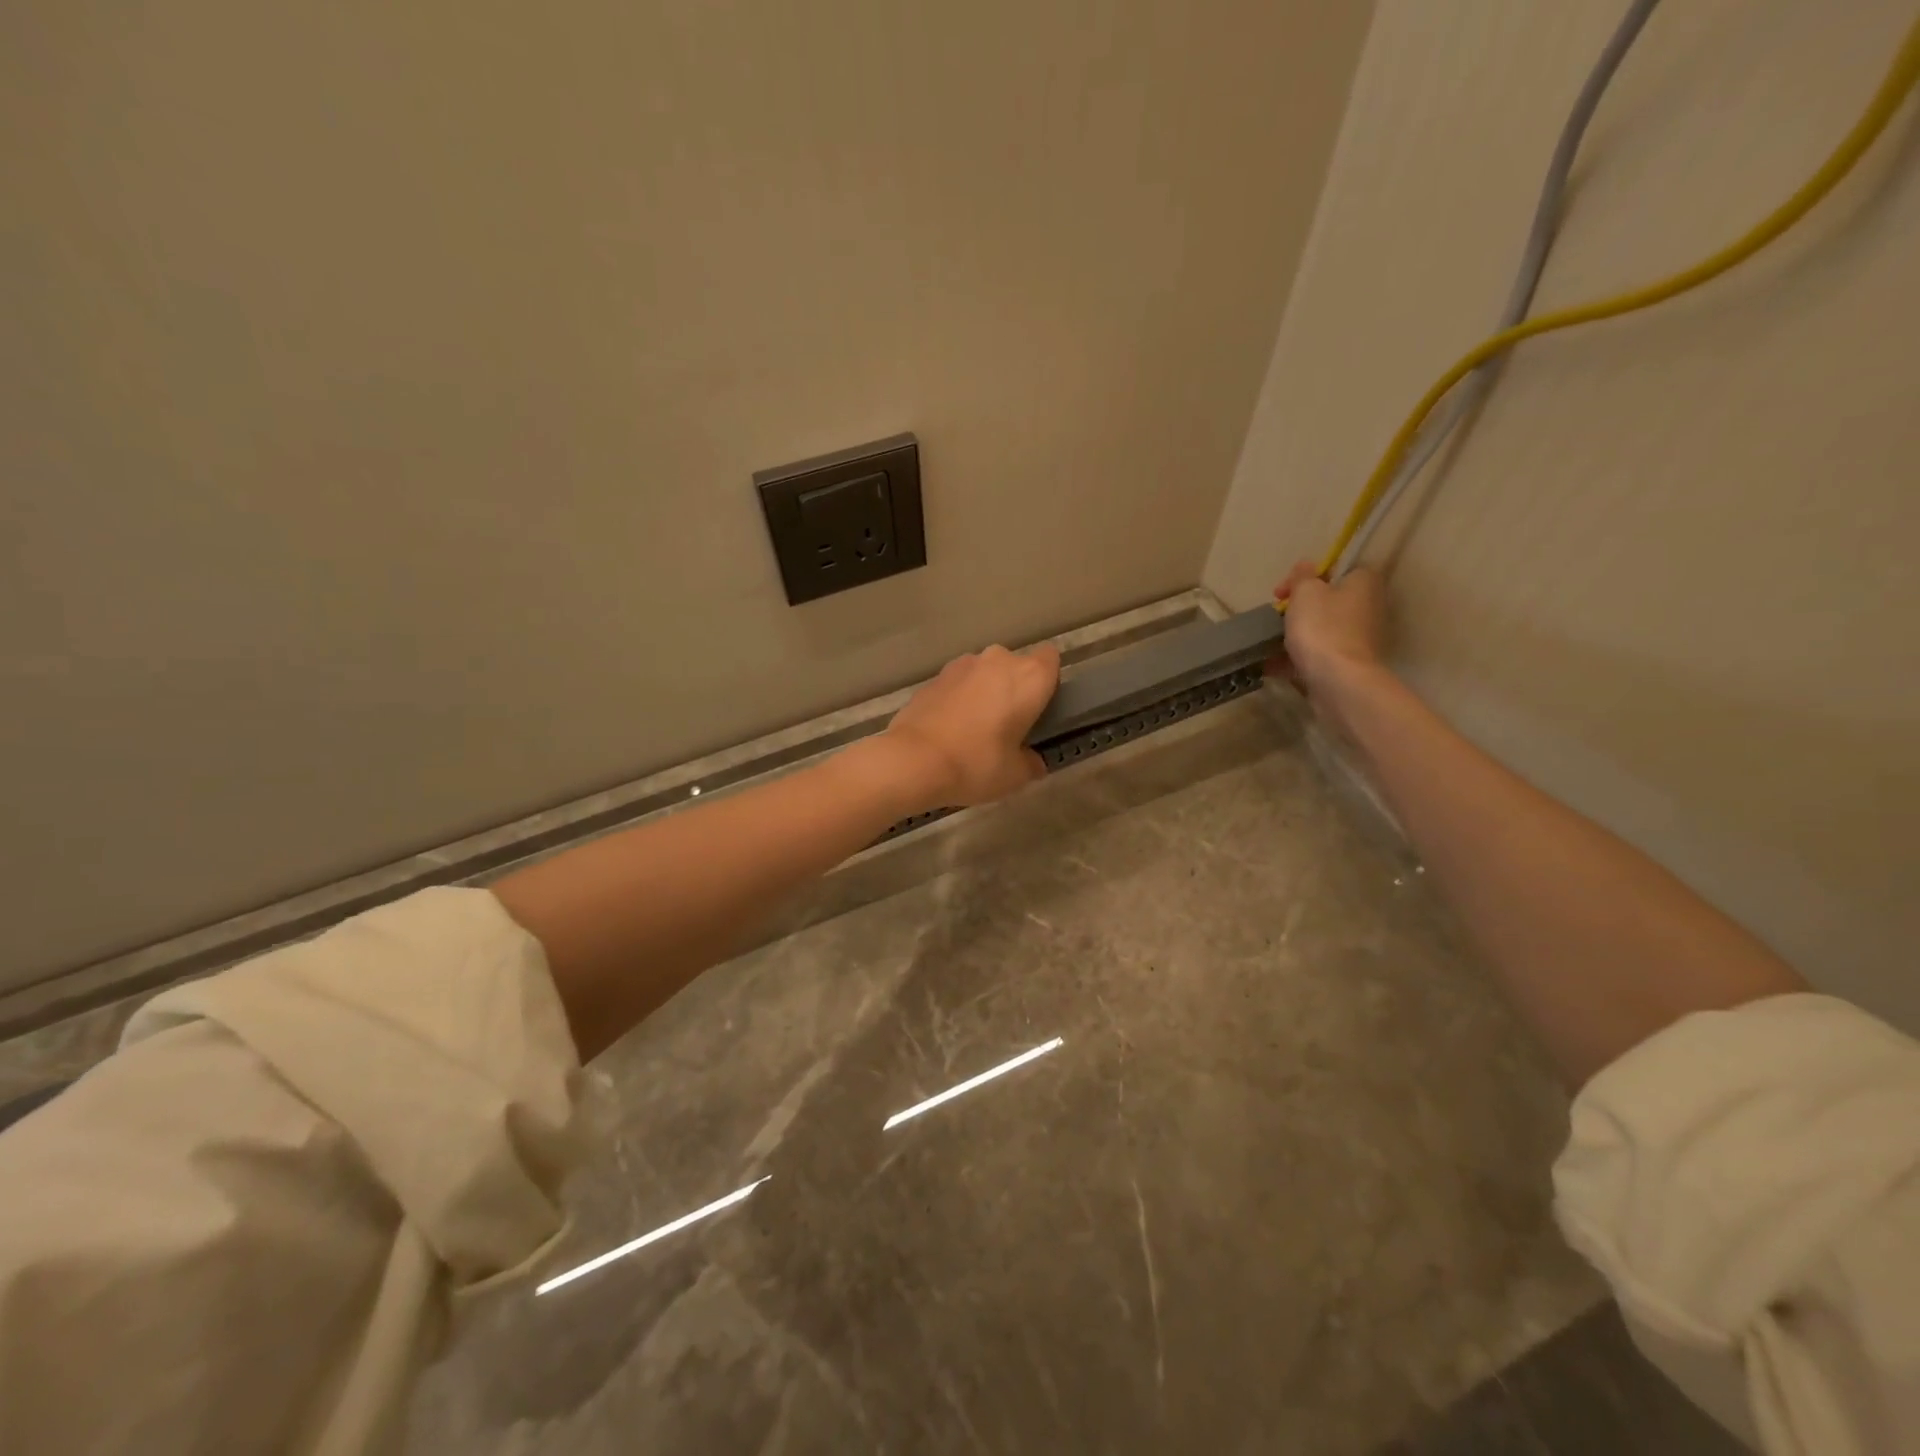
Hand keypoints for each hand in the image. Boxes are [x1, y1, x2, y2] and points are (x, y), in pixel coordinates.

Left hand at [881, 643, 1060, 806]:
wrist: (913, 760)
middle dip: (1014, 689)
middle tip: (1009, 725)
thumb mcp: (1015, 775)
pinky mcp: (935, 676)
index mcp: (1028, 677)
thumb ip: (1031, 763)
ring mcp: (962, 664)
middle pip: (1016, 666)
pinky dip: (959, 698)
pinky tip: (950, 728)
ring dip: (985, 691)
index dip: (1048, 681)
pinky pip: (959, 683)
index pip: (1051, 659)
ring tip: (975, 728)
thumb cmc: (976, 764)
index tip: (1040, 707)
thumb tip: (1033, 762)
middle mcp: (998, 660)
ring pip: (985, 672)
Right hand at [1273, 561, 1388, 701]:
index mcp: (1364, 583)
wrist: (1337, 680)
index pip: (1337, 570)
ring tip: (1268, 643)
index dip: (1307, 577)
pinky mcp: (1347, 664)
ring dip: (1295, 634)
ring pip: (1321, 629)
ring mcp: (1358, 639)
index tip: (1283, 591)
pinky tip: (1271, 665)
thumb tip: (1306, 567)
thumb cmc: (1322, 628)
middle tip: (1276, 616)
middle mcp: (1368, 608)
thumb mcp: (1305, 592)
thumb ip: (1302, 575)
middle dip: (1298, 609)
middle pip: (1327, 601)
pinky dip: (1296, 658)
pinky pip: (1317, 654)